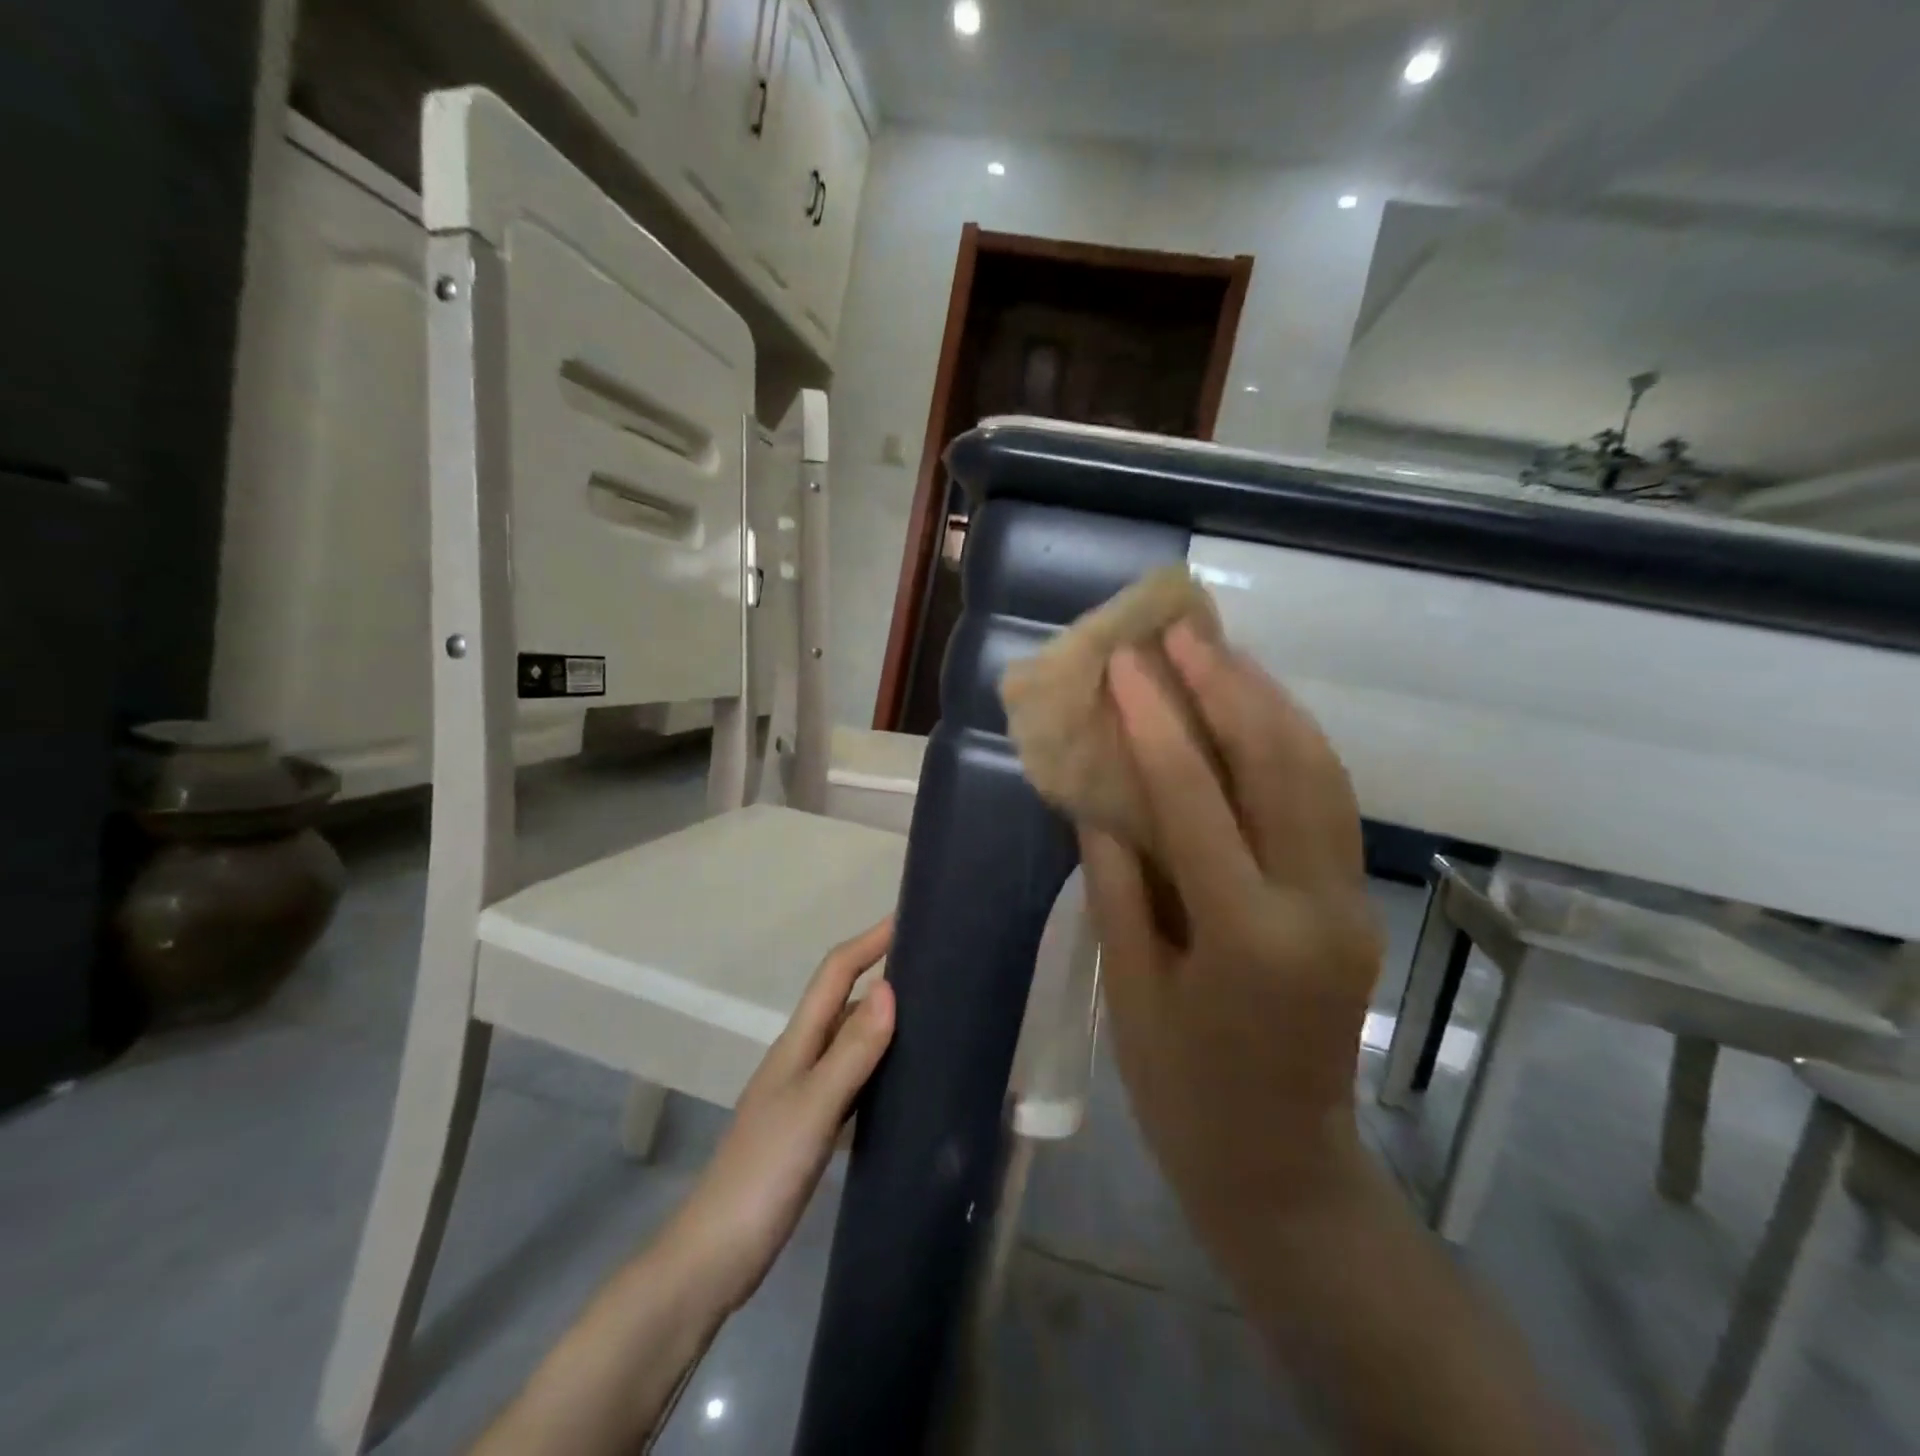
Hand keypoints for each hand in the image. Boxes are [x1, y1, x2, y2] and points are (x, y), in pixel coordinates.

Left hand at [663, 920, 895, 1311]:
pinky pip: (852, 1077)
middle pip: (843, 1000)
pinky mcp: (811, 1126)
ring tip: (930, 1013)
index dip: (868, 941)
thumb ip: (852, 1051)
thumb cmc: (763, 1173)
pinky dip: (877, 1063)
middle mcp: (800, 1057)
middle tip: (934, 967)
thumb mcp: (813, 1107)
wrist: (715, 1256)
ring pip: (849, 1039)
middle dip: (881, 972)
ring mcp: (804, 1093)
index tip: (908, 918)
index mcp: (797, 1043)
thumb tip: (890, 988)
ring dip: (882, 1018)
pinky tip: (903, 1077)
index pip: (835, 973)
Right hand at [1080, 622, 1381, 1246]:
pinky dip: (1293, 742)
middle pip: (1278, 764)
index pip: (1196, 797)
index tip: (1125, 662)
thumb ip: (1116, 881)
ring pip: (1319, 771)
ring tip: (1219, 653)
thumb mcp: (1129, 987)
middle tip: (1181, 632)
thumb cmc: (1183, 1089)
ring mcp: (1348, 901)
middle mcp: (1314, 905)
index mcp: (1247, 936)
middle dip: (1226, 686)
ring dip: (1268, 701)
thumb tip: (1101, 795)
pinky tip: (1258, 712)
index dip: (1155, 720)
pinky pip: (1329, 800)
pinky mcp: (1354, 902)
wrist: (1280, 1166)